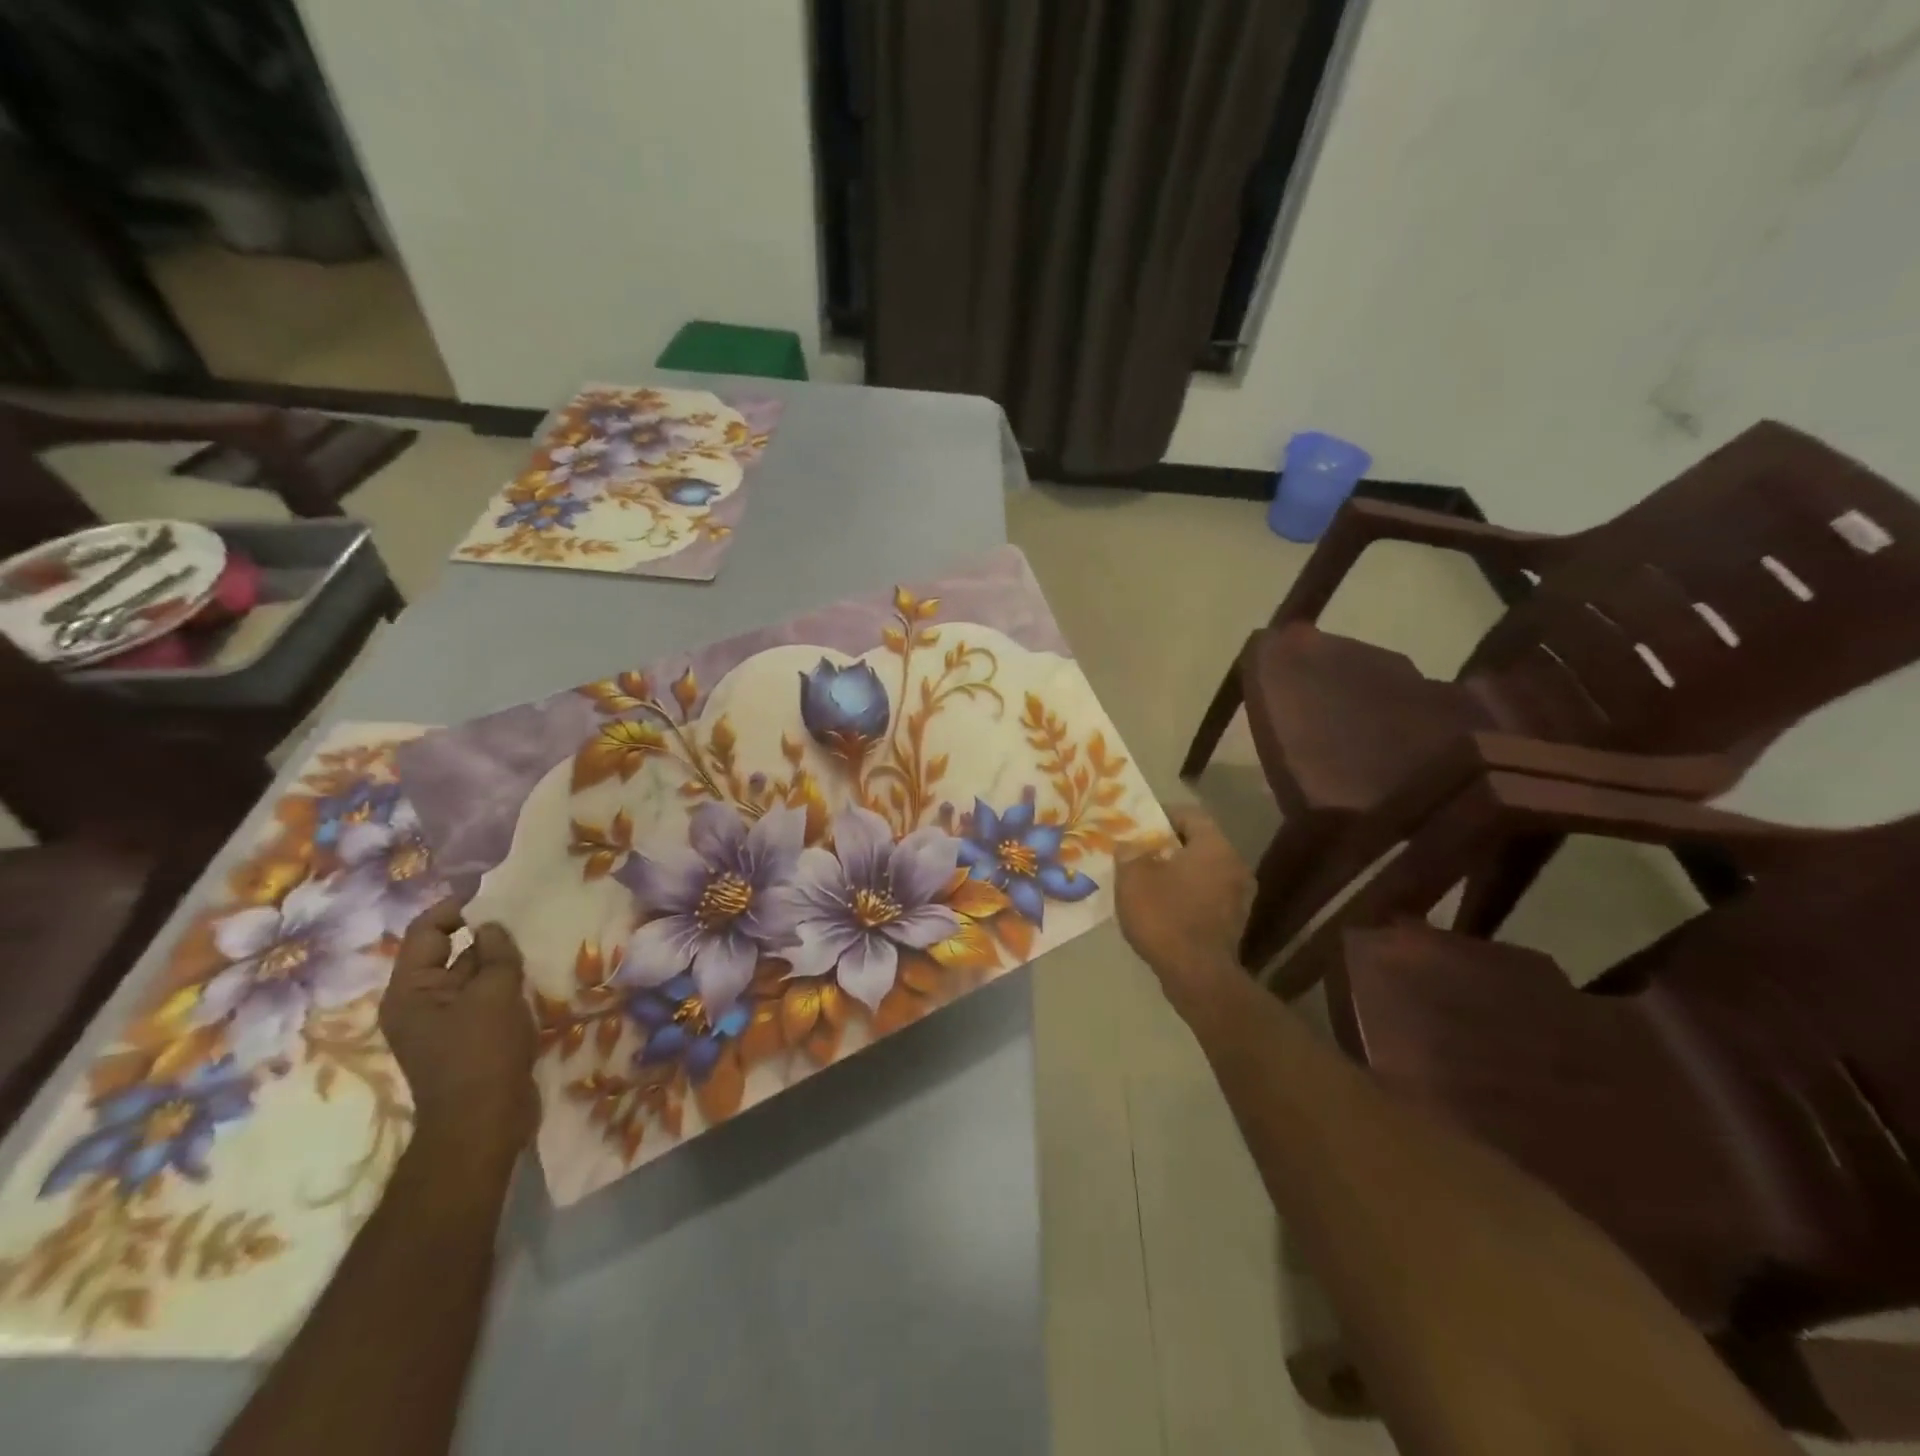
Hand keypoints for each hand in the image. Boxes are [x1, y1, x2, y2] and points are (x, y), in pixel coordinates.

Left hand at [381, 899, 537, 1162]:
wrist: (485, 1122)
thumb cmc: (482, 1053)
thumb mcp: (493, 994)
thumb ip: (495, 954)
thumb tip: (491, 926)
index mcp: (410, 991)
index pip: (426, 932)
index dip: (456, 907)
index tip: (495, 892)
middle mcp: (419, 1003)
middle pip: (448, 952)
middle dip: (485, 932)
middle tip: (525, 912)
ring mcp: (444, 1022)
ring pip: (472, 975)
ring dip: (500, 958)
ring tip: (536, 938)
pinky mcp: (469, 1037)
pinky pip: (485, 997)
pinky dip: (506, 983)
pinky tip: (536, 973)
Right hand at [1116, 804, 1253, 1022]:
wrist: (1198, 976)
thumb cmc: (1165, 916)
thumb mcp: (1133, 878)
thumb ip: (1130, 853)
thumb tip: (1130, 846)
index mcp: (1214, 847)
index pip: (1190, 814)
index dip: (1162, 815)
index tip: (1139, 824)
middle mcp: (1234, 865)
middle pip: (1198, 843)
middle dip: (1168, 846)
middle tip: (1139, 852)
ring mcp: (1239, 896)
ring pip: (1203, 871)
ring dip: (1177, 872)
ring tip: (1147, 880)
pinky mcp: (1233, 922)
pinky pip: (1206, 895)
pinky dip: (1186, 894)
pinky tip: (1162, 906)